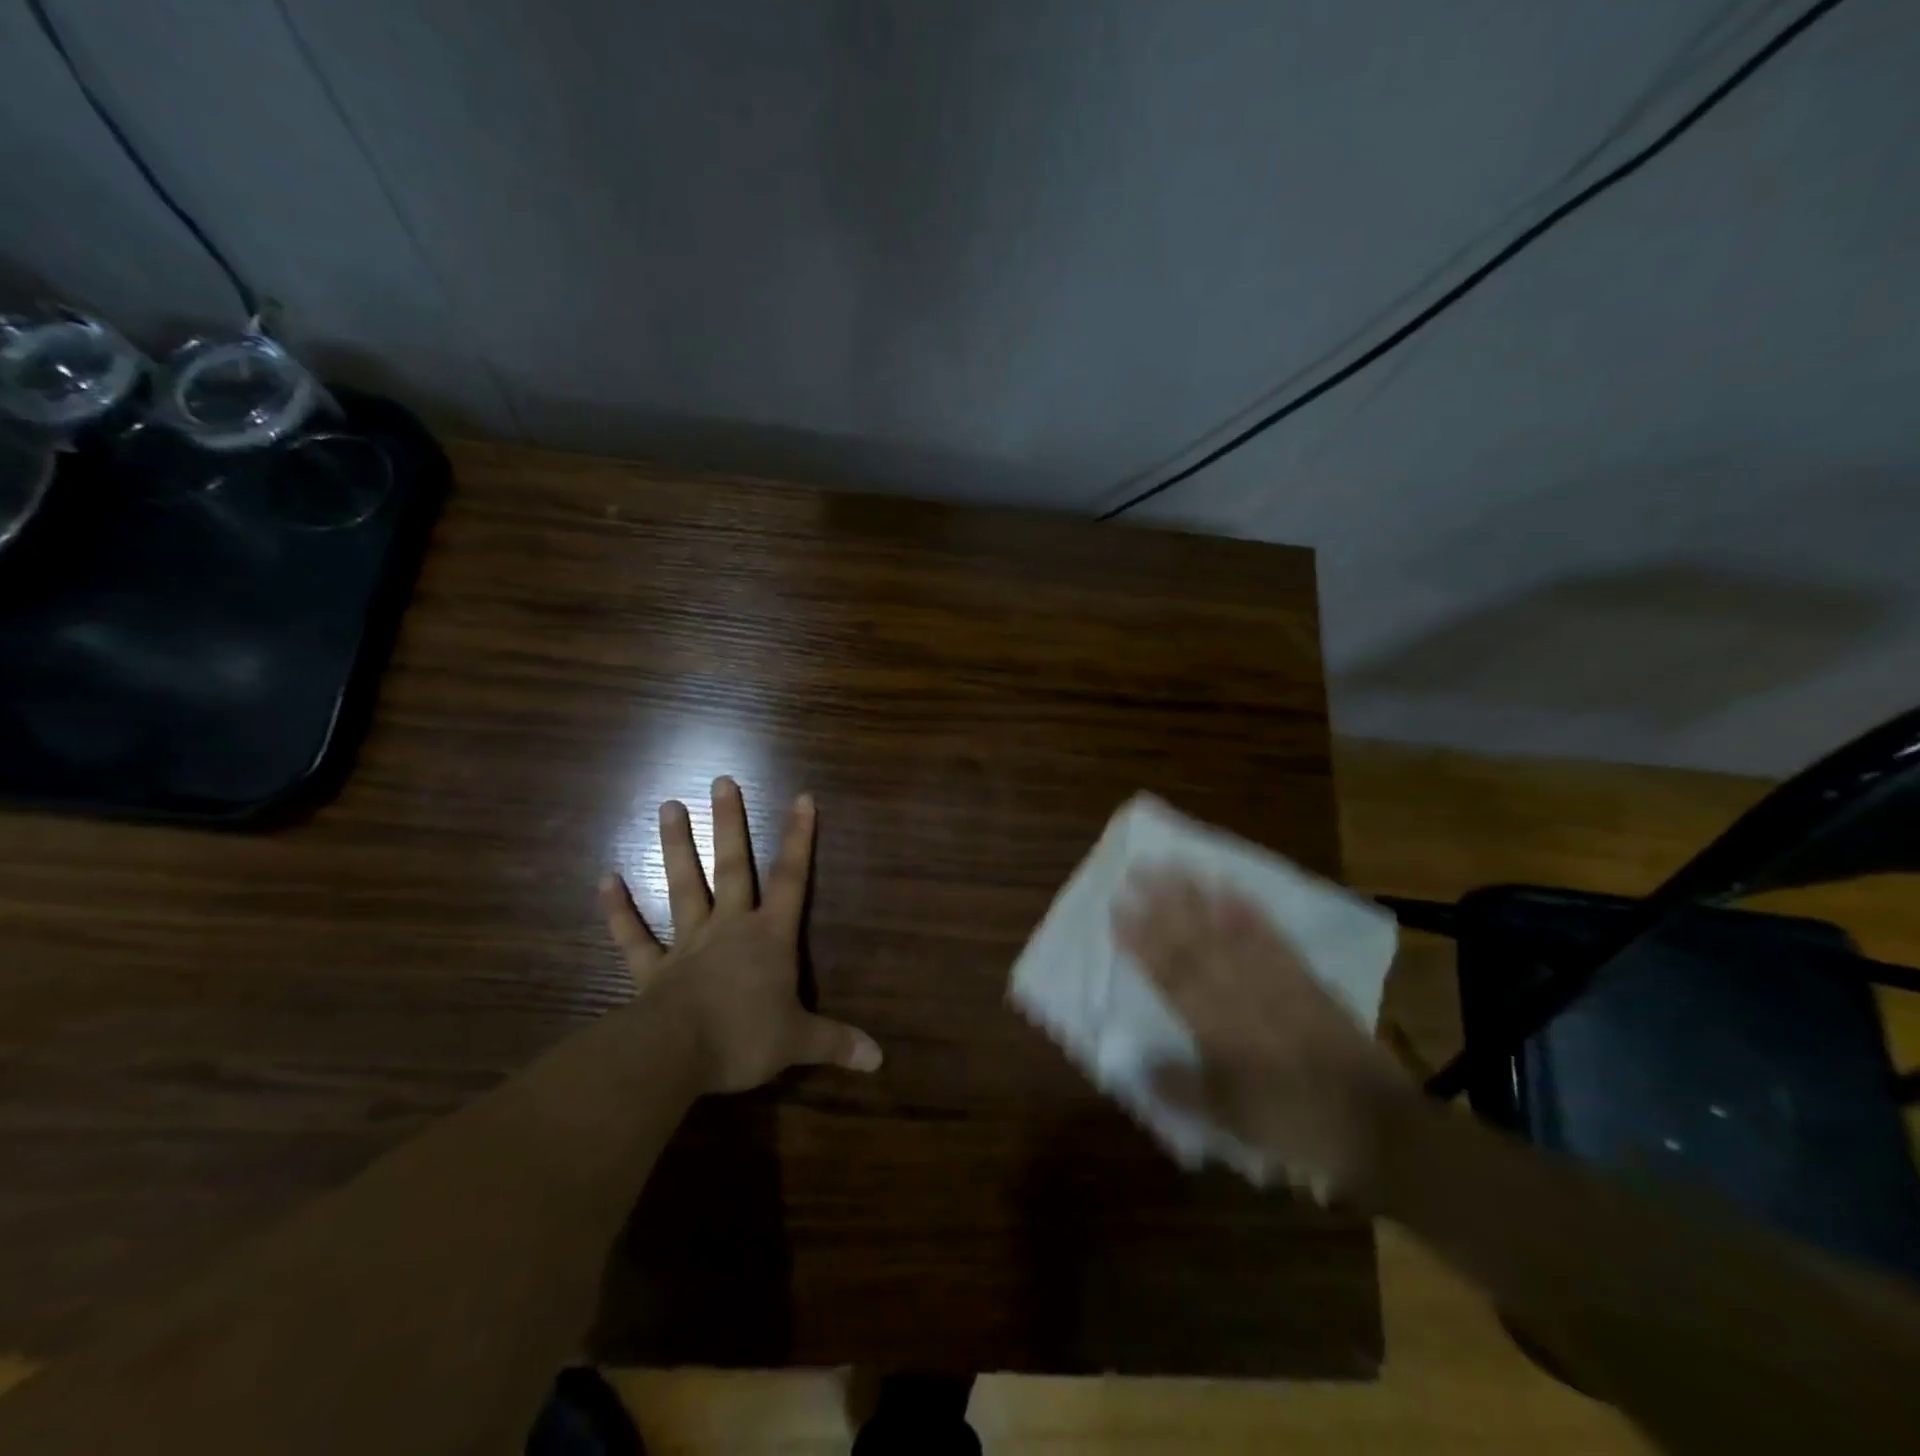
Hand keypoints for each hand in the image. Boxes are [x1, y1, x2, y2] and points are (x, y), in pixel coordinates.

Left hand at [599, 777, 881, 1093]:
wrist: (677, 1055)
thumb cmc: (745, 1038)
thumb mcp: (799, 1041)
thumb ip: (837, 1043)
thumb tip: (879, 1059)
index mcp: (768, 937)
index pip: (791, 879)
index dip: (799, 838)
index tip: (802, 797)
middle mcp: (729, 927)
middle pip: (732, 866)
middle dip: (729, 823)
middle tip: (720, 781)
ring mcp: (688, 943)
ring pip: (682, 886)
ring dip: (675, 847)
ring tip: (668, 804)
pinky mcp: (652, 969)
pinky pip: (633, 936)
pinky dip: (618, 909)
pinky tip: (605, 878)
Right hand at [1113, 870, 1412, 1197]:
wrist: (1376, 1127)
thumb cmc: (1293, 1123)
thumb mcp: (1229, 1117)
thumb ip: (1179, 1087)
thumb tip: (1133, 1062)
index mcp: (1216, 1025)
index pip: (1169, 972)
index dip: (1141, 939)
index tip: (1118, 907)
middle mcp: (1241, 992)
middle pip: (1195, 940)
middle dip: (1163, 904)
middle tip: (1139, 869)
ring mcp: (1274, 979)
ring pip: (1228, 930)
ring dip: (1199, 896)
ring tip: (1176, 865)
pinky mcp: (1303, 977)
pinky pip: (1271, 936)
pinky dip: (1249, 910)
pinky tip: (1231, 888)